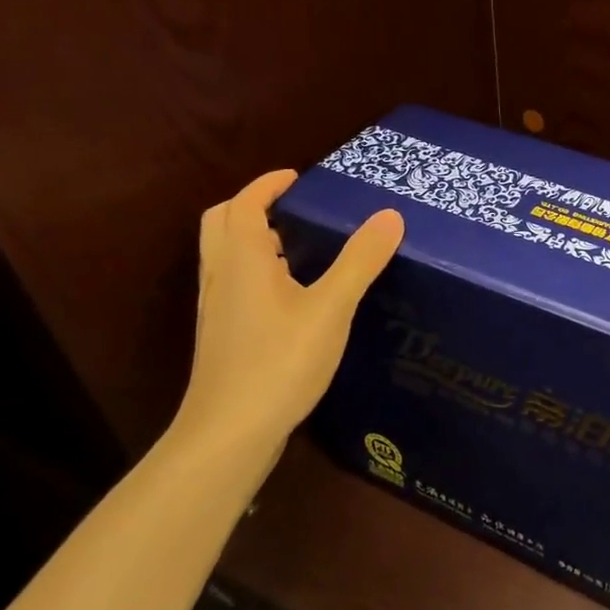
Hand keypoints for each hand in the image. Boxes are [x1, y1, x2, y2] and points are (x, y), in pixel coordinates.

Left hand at [171, 170, 403, 461]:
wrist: (230, 432)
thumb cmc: (279, 362)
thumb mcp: (330, 308)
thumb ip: (360, 261)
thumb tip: (390, 215)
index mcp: (242, 260)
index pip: (243, 205)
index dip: (266, 185)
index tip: (297, 177)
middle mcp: (222, 278)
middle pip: (222, 225)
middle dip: (252, 207)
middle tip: (292, 208)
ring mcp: (219, 310)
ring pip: (227, 257)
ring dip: (254, 239)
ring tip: (298, 245)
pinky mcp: (224, 336)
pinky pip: (235, 284)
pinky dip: (257, 270)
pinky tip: (292, 295)